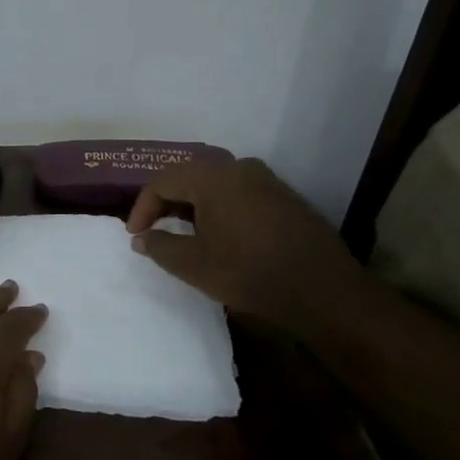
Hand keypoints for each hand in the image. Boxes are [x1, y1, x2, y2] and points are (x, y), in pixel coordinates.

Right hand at [126, 158, 364, 332]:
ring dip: (193, 203)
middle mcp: (239, 167)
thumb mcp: (194, 265)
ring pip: (215, 182)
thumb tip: (141, 238)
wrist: (324, 292)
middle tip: (154, 229)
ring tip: (183, 231)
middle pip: (189, 176)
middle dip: (166, 201)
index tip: (135, 235)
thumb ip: (160, 247)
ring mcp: (266, 180)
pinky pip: (239, 191)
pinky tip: (219, 233)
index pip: (163, 181)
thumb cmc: (250, 274)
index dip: (142, 207)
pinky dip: (219, 206)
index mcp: (213, 178)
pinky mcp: (284, 196)